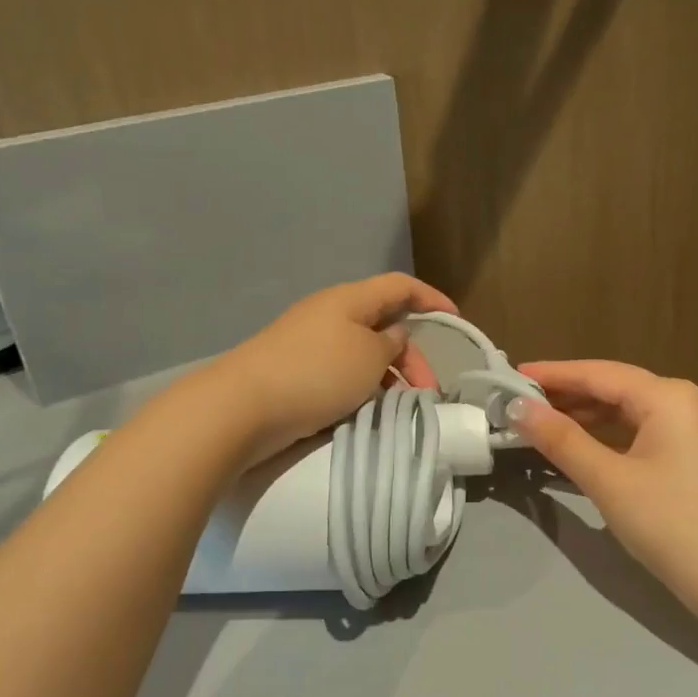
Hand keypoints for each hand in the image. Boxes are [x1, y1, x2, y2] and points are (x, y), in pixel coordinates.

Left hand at [212, 273, 457, 464]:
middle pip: (383, 324)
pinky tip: (370, 411)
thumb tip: (394, 337)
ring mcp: (311, 344)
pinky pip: (342, 373)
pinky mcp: (297, 372)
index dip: (430, 298)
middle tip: (428, 391)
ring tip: (402, 407)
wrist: (242, 407)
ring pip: (364, 353)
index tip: (455, 319)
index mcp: (350, 299)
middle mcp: (330, 315)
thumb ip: (392, 344)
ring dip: (389, 376)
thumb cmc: (316, 372)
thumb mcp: (369, 356)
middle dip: (411, 356)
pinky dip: (363, 388)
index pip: (399, 286)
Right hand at [509, 360, 697, 614]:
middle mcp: (683, 400)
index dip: (552, 373)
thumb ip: (561, 440)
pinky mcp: (693, 455)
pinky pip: (640, 432)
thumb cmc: (673, 525)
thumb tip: (518, 407)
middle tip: (517, 401)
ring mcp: (692, 428)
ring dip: (584, 416)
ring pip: (626, 411)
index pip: (598, 373)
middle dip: (566, 394)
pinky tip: (578, 445)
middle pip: (614, 388)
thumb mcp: (609, 481)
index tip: (511, 374)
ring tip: (538, 422)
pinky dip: (606, 436)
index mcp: (668, 396)